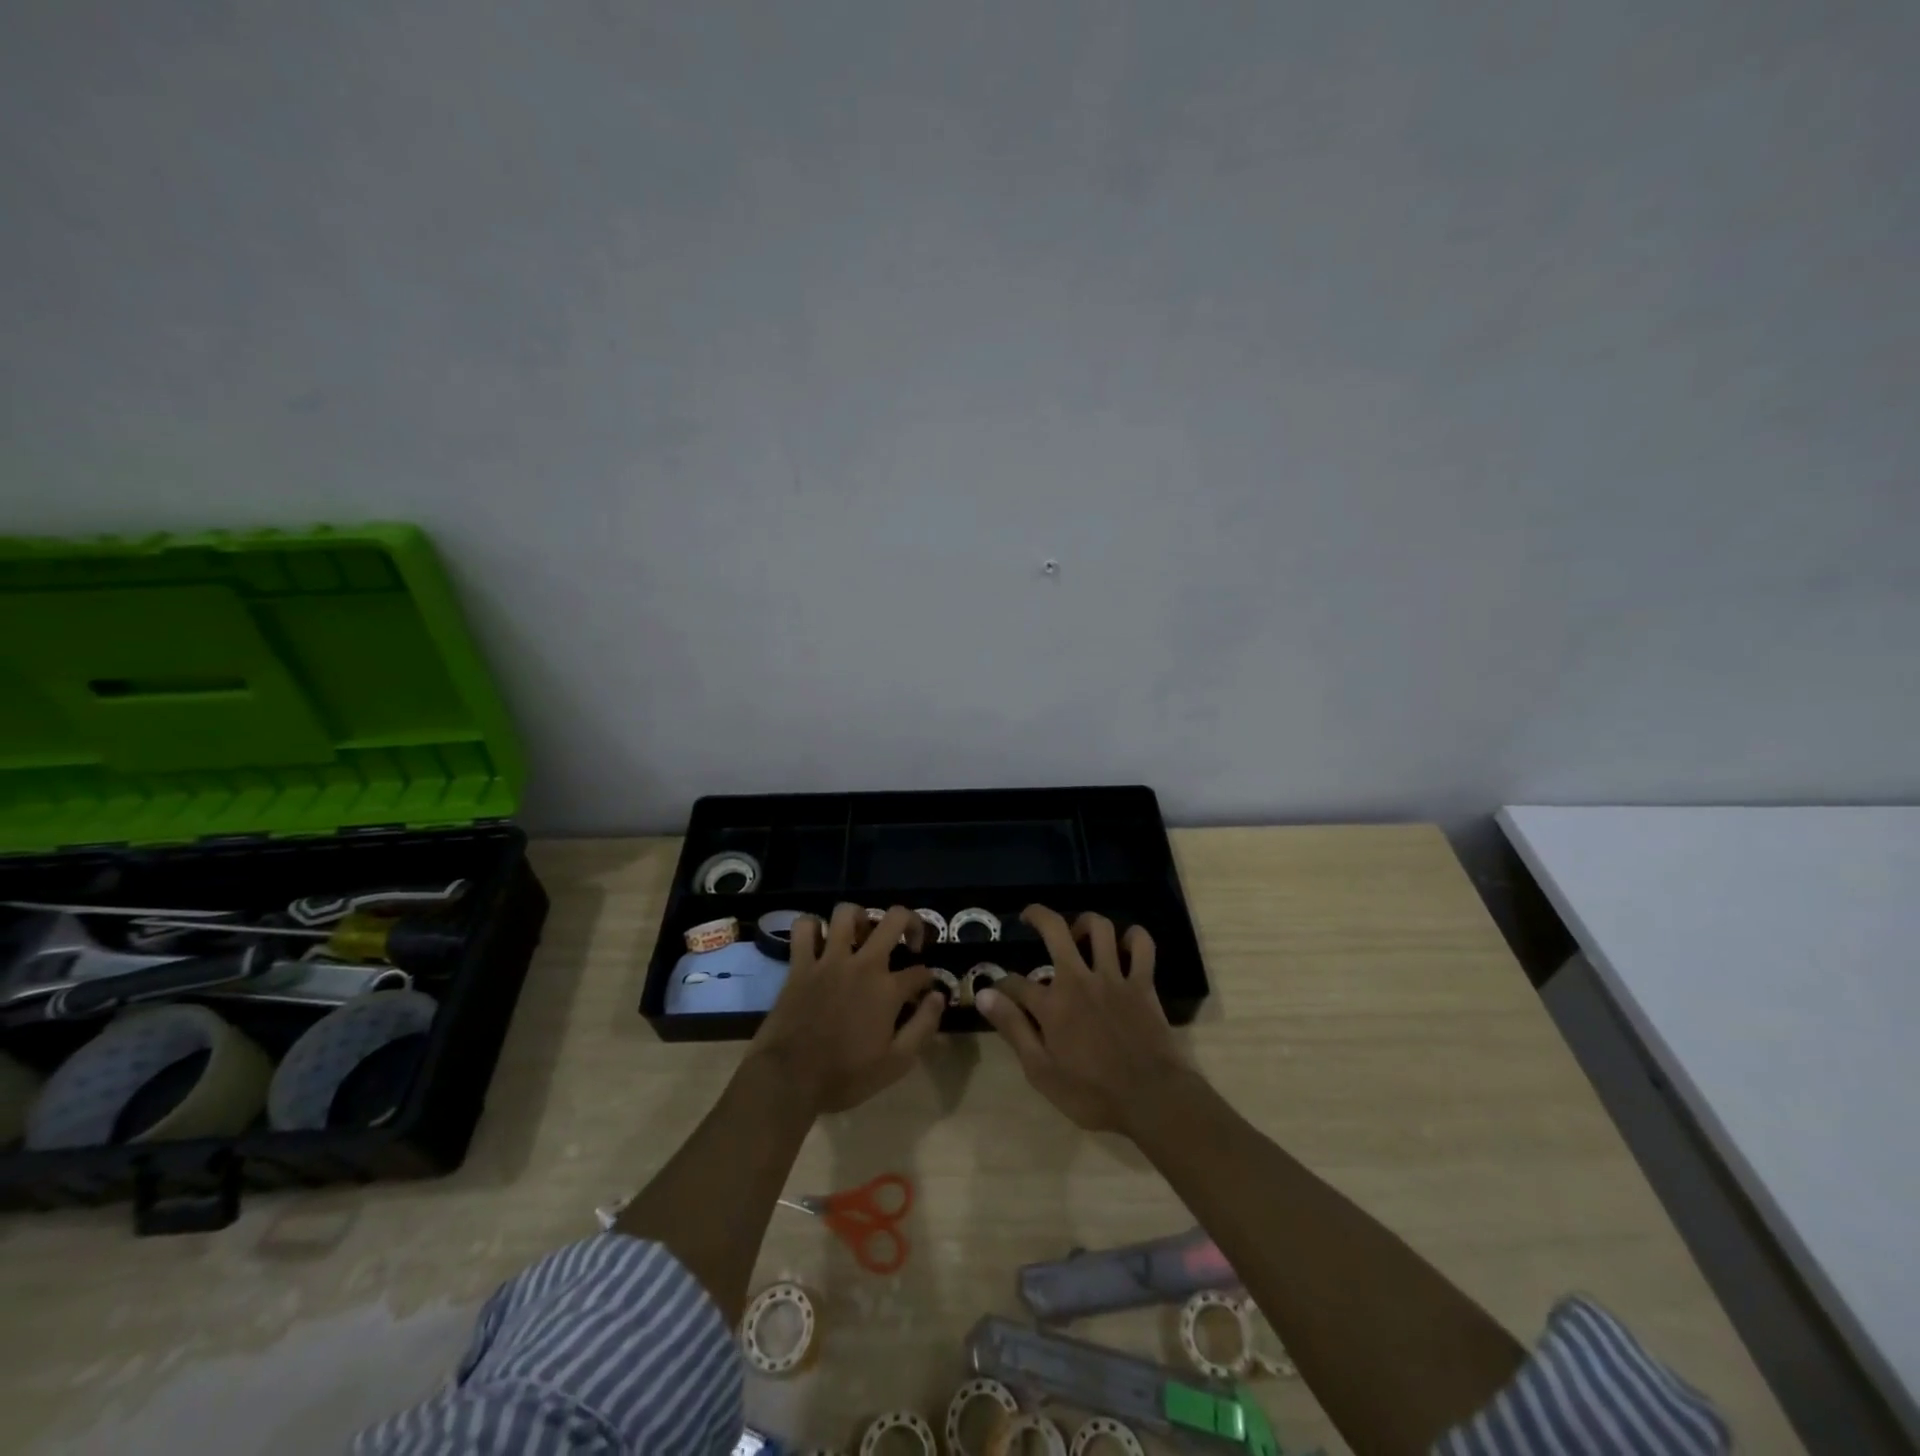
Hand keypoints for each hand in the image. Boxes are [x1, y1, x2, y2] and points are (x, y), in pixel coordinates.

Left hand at [749, 903, 946, 1114]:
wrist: (789, 1078)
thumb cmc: (845, 1075)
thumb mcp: (896, 1063)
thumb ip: (923, 1027)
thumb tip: (938, 997)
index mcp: (888, 989)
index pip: (920, 972)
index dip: (928, 980)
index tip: (924, 992)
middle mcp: (863, 964)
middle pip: (894, 920)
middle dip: (911, 922)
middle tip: (909, 941)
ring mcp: (829, 960)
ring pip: (847, 913)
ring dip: (860, 918)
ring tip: (864, 935)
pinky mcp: (800, 964)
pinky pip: (804, 928)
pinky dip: (812, 926)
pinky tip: (820, 939)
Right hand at [975, 906, 1188, 1134]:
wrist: (1152, 1100)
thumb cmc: (1092, 1094)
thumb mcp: (1041, 1071)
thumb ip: (1013, 1029)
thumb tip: (984, 995)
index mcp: (1052, 1004)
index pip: (1015, 982)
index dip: (1001, 985)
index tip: (998, 993)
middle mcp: (1079, 980)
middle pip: (1055, 930)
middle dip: (1037, 915)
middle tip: (1029, 917)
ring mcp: (1114, 978)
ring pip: (1100, 928)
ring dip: (1085, 923)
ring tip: (1077, 933)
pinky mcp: (1143, 983)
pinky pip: (1142, 946)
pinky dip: (1134, 937)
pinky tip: (1124, 944)